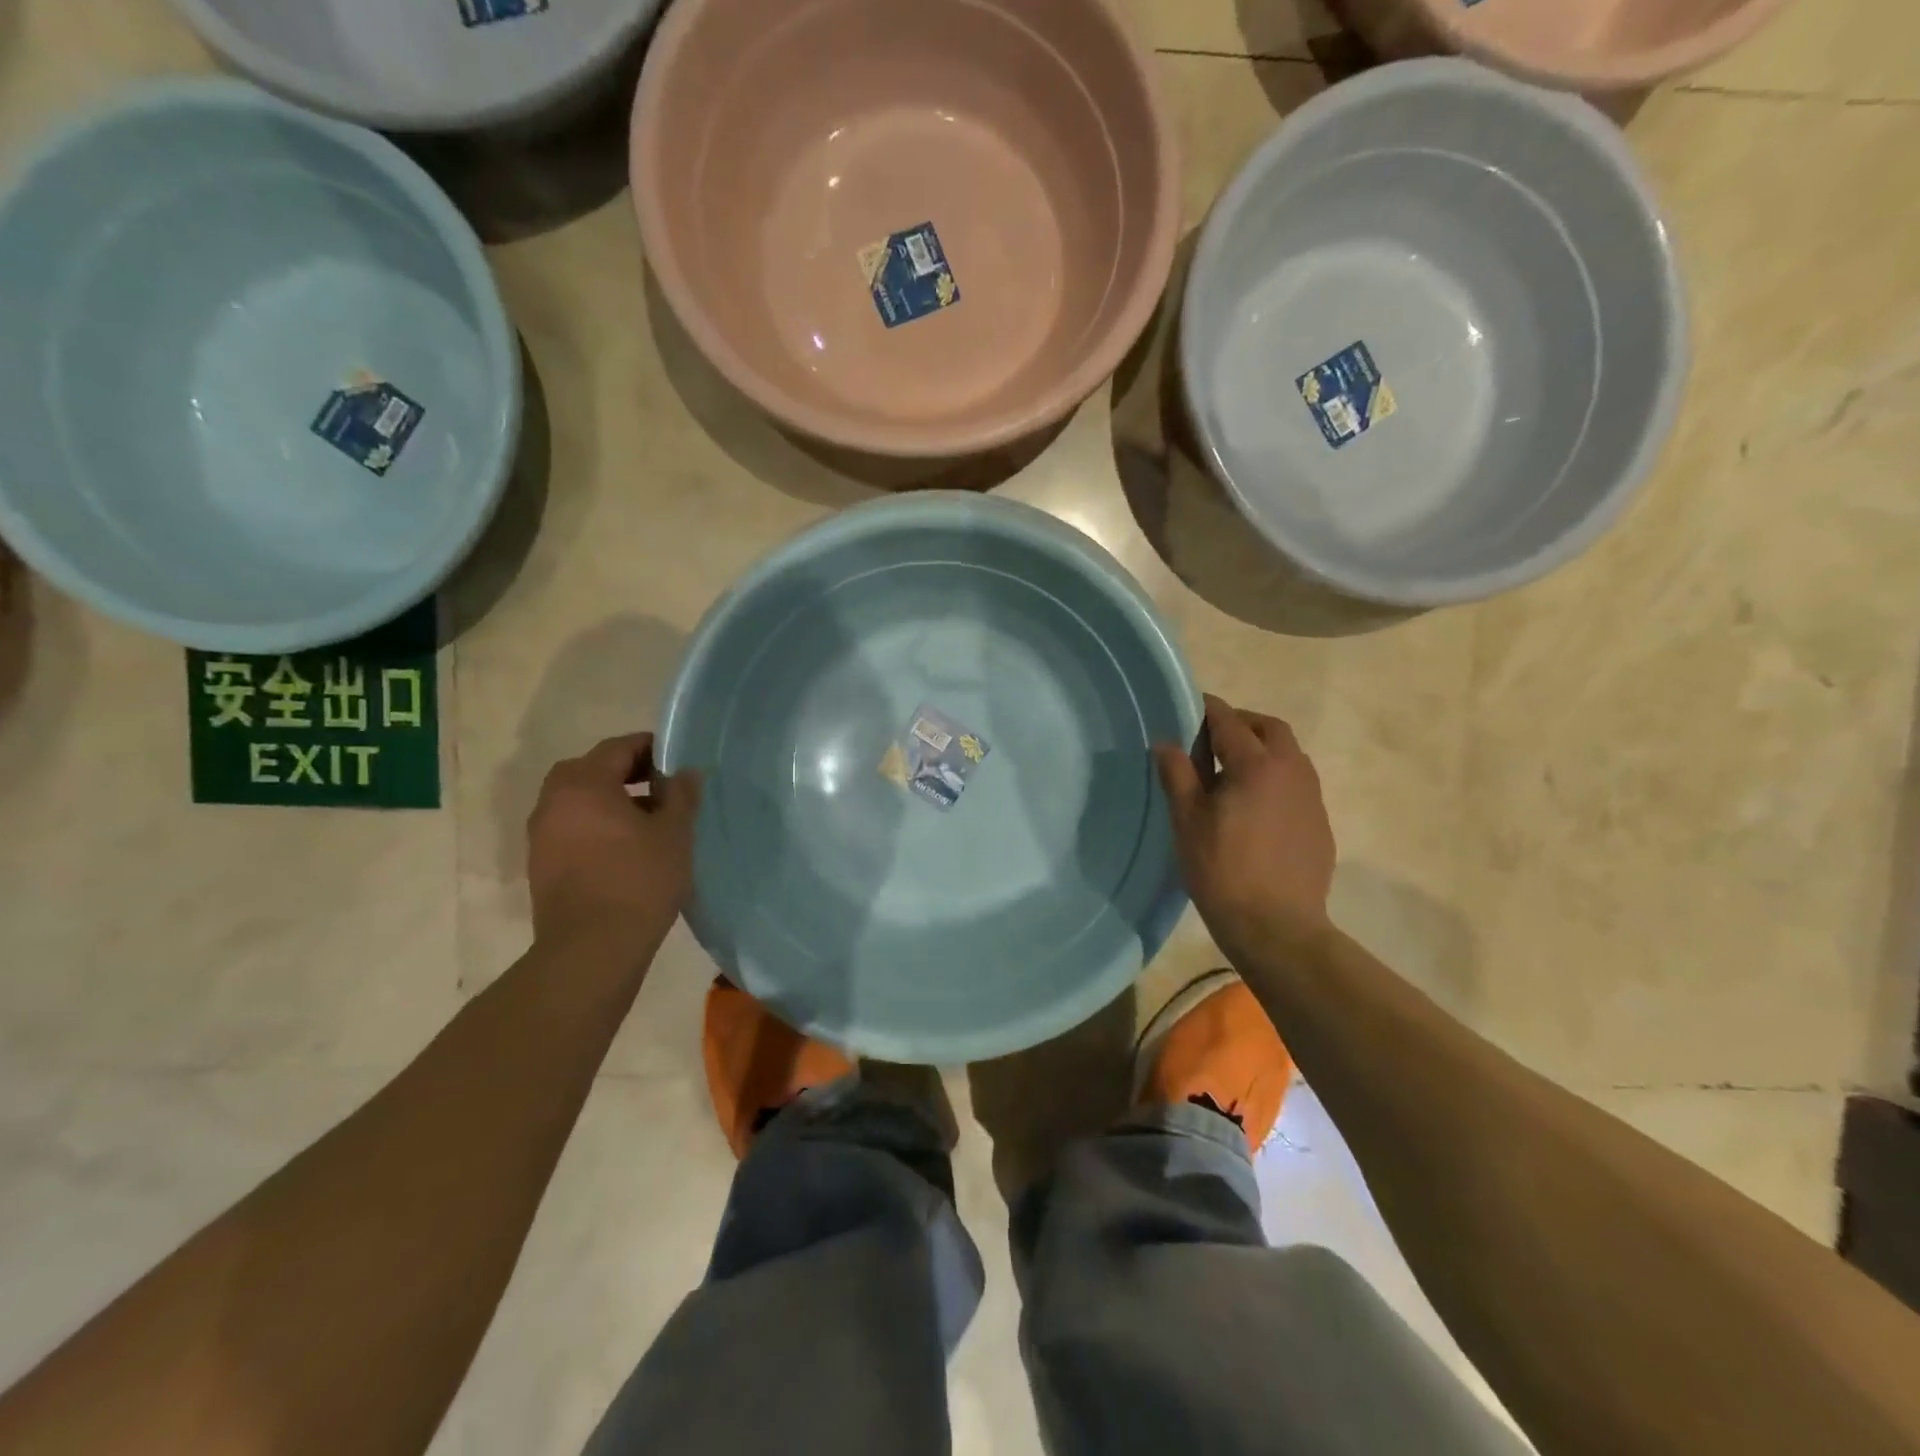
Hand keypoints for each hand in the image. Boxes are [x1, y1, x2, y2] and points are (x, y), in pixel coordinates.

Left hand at [527, 732, 701, 952]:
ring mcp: (541, 835)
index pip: (617, 748)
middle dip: (626, 772)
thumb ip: (680, 795)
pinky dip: (596, 825)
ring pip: (579, 801)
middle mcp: (553, 801)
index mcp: (584, 784)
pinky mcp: (541, 864)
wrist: (592, 949)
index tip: (676, 760)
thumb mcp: (674, 833)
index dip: (650, 748)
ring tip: (648, 821)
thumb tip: (683, 773)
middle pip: (591, 770)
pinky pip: (571, 827)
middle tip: (662, 787)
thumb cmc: (639, 880)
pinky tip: (626, 848)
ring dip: (610, 800)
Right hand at [1154, 695, 1335, 957]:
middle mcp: (1292, 770)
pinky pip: (1297, 784)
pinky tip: (1254, 807)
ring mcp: (1311, 797)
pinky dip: (1275, 778)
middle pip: (1269, 728)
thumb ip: (1178, 774)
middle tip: (1211, 739)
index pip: (1229, 720)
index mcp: (1257, 764)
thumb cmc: (1223, 870)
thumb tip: (1166, 743)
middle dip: (1241, 724)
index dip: (1206, 710)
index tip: (1187, 708)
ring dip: (1262, 750)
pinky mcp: (1320, 823)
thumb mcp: (1188, 820)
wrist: (1277, 927)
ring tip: (1231, 773)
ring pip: (1289, 755)